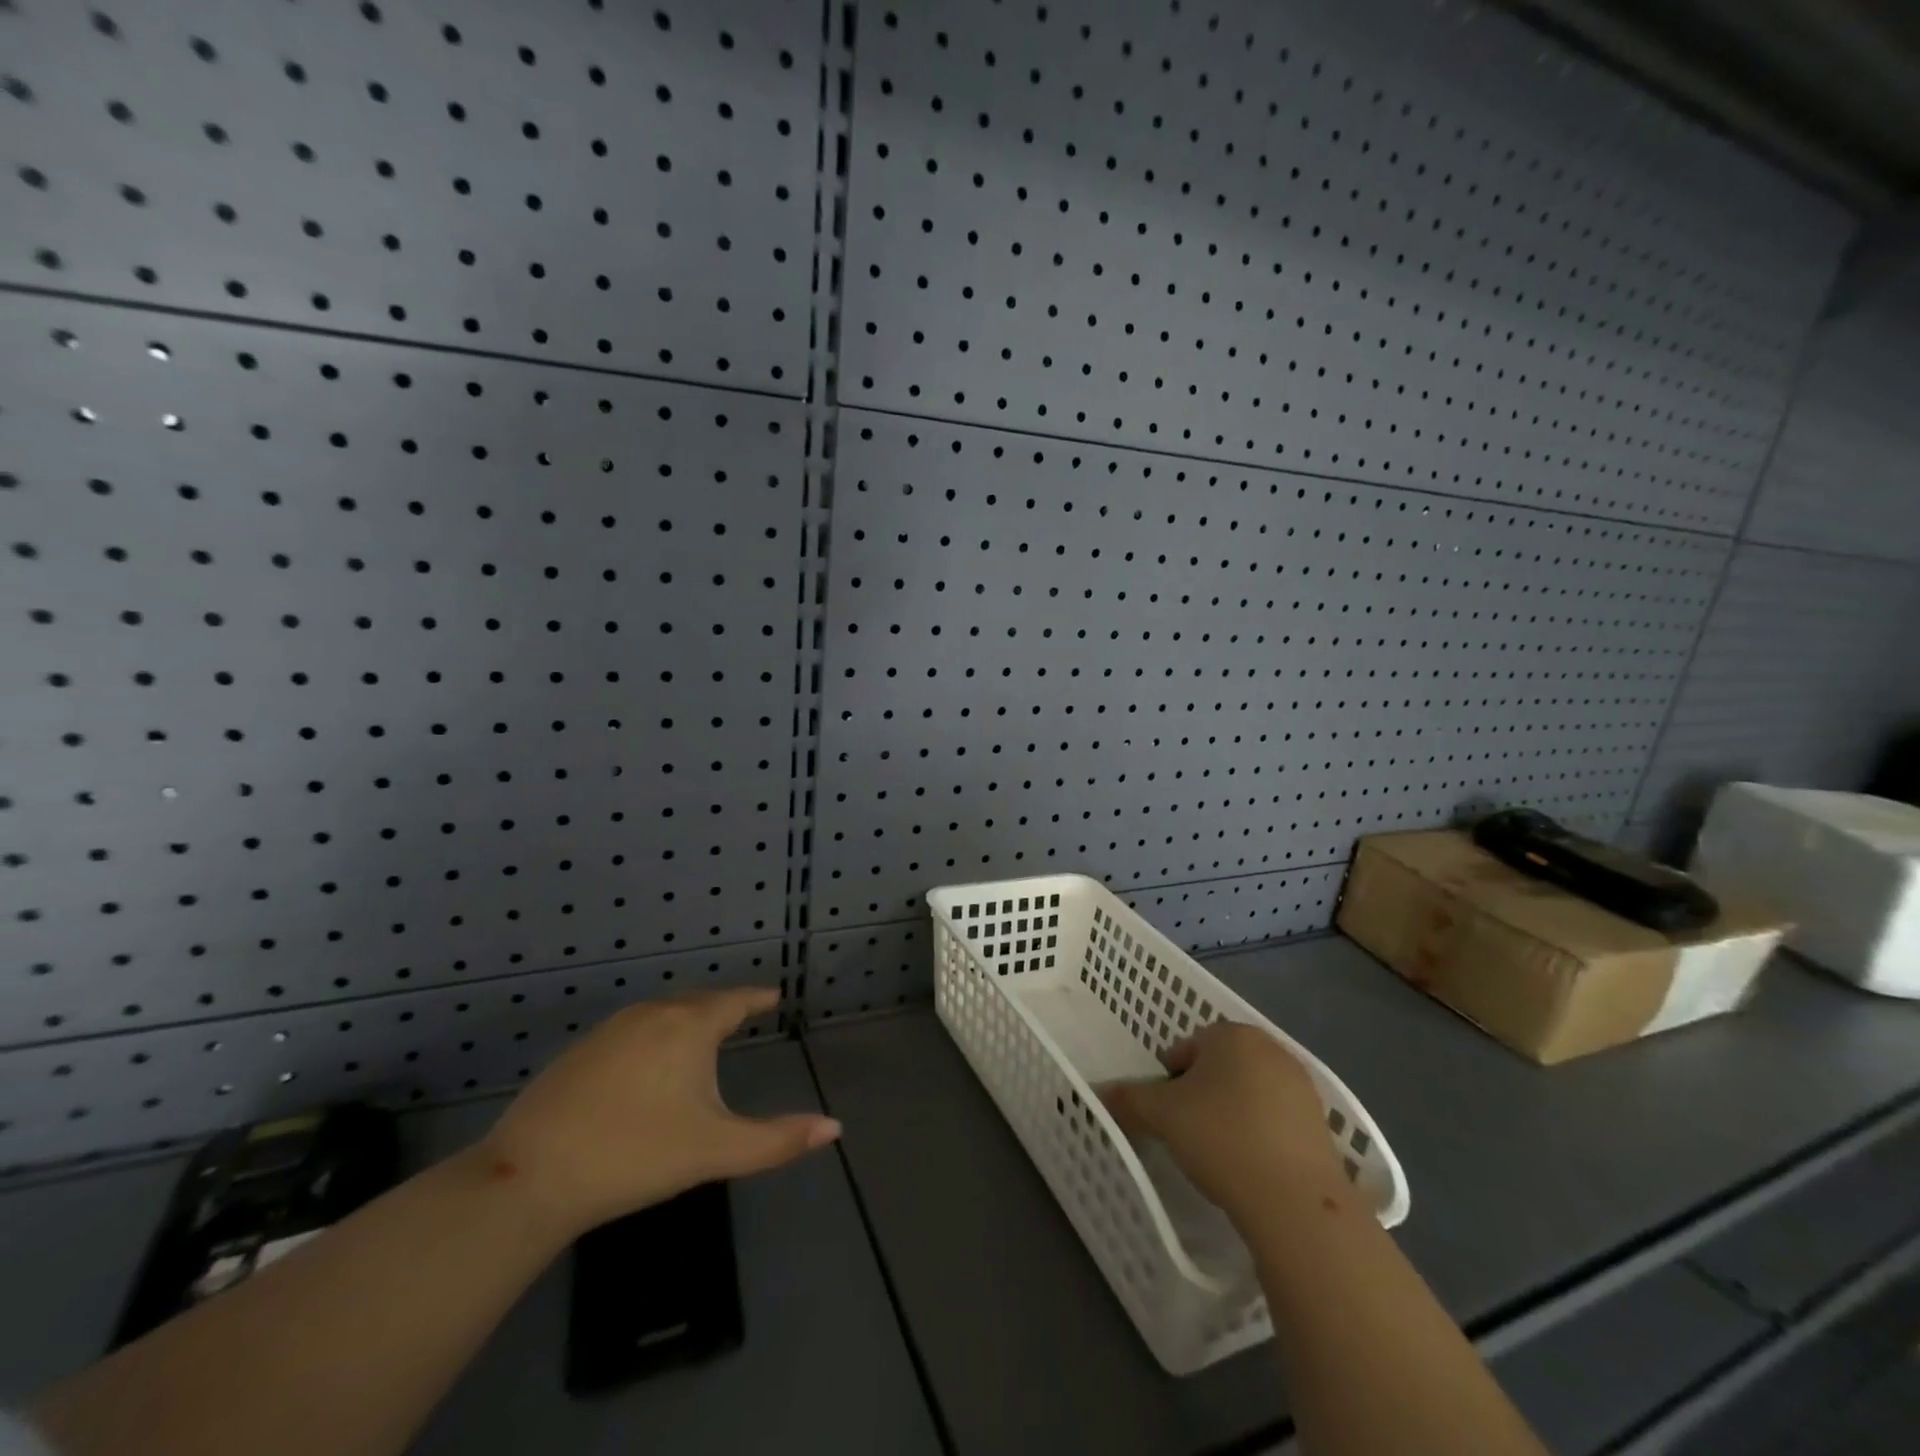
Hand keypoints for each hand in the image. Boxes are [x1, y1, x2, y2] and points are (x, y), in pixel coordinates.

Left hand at [480, 987, 840, 1238]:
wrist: (530, 1176)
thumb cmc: (636, 1155)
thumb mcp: (715, 1150)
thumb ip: (777, 1139)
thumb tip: (835, 1127)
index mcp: (689, 1026)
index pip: (734, 1000)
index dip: (757, 998)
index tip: (773, 996)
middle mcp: (652, 1013)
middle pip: (698, 1001)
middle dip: (723, 1007)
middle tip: (742, 1015)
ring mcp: (610, 1029)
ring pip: (662, 1014)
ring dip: (686, 1020)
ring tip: (700, 1037)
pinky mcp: (579, 1051)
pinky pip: (632, 1030)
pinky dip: (654, 1036)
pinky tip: (648, 1064)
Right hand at [1102, 1021, 1346, 1226]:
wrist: (1295, 1202)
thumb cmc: (1221, 1138)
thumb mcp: (1161, 1115)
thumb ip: (1128, 1098)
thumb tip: (1101, 1093)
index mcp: (1232, 1034)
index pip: (1186, 1048)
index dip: (1169, 1080)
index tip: (1167, 1114)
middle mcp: (1271, 1048)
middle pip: (1219, 1067)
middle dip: (1201, 1094)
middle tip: (1188, 1131)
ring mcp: (1301, 1086)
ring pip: (1248, 1093)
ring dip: (1231, 1114)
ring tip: (1219, 1153)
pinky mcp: (1320, 1123)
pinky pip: (1276, 1120)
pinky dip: (1259, 1134)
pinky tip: (1251, 1166)